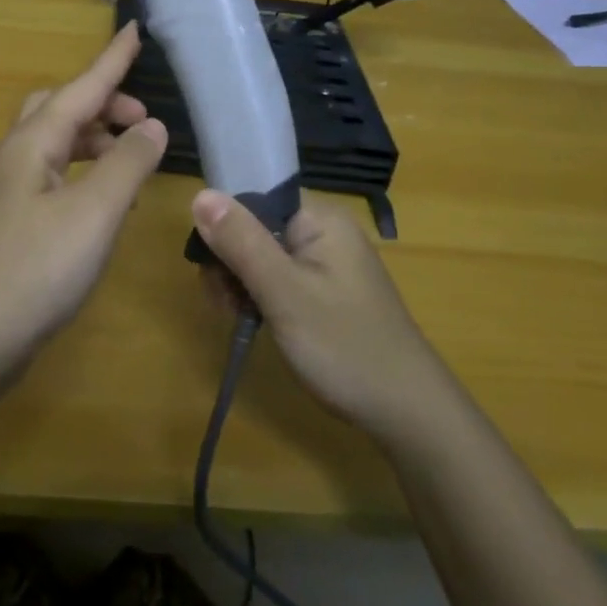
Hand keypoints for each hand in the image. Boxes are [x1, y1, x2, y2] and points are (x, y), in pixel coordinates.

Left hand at [0, 23, 166, 375]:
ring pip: (55, 143)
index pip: (81, 87)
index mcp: (32, 143)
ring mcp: (9, 192)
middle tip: (143, 120)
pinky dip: (84, 170)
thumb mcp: (94, 213)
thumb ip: (127, 164)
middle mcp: (16, 158)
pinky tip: (103, 198)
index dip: (112, 60)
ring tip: (132, 156)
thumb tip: (152, 126)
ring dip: (94, 138)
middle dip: (103, 102)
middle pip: (59, 108)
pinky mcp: (12, 223)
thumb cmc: (35, 269)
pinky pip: (53, 175)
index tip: (135, 29)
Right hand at [192, 189, 439, 434]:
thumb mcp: (284, 293)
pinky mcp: (323, 290)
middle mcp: (323, 231)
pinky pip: (276, 277)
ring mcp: (325, 262)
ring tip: (239, 318)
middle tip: (227, 304)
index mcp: (319, 219)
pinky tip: (253, 322)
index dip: (225, 225)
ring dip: (240, 282)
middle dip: (229, 261)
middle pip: (253, 226)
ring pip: (260, 255)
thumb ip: (241, 242)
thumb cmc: (344, 346)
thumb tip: (200, 194)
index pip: (254, 196)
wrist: (406, 411)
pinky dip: (258, 296)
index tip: (211, 266)